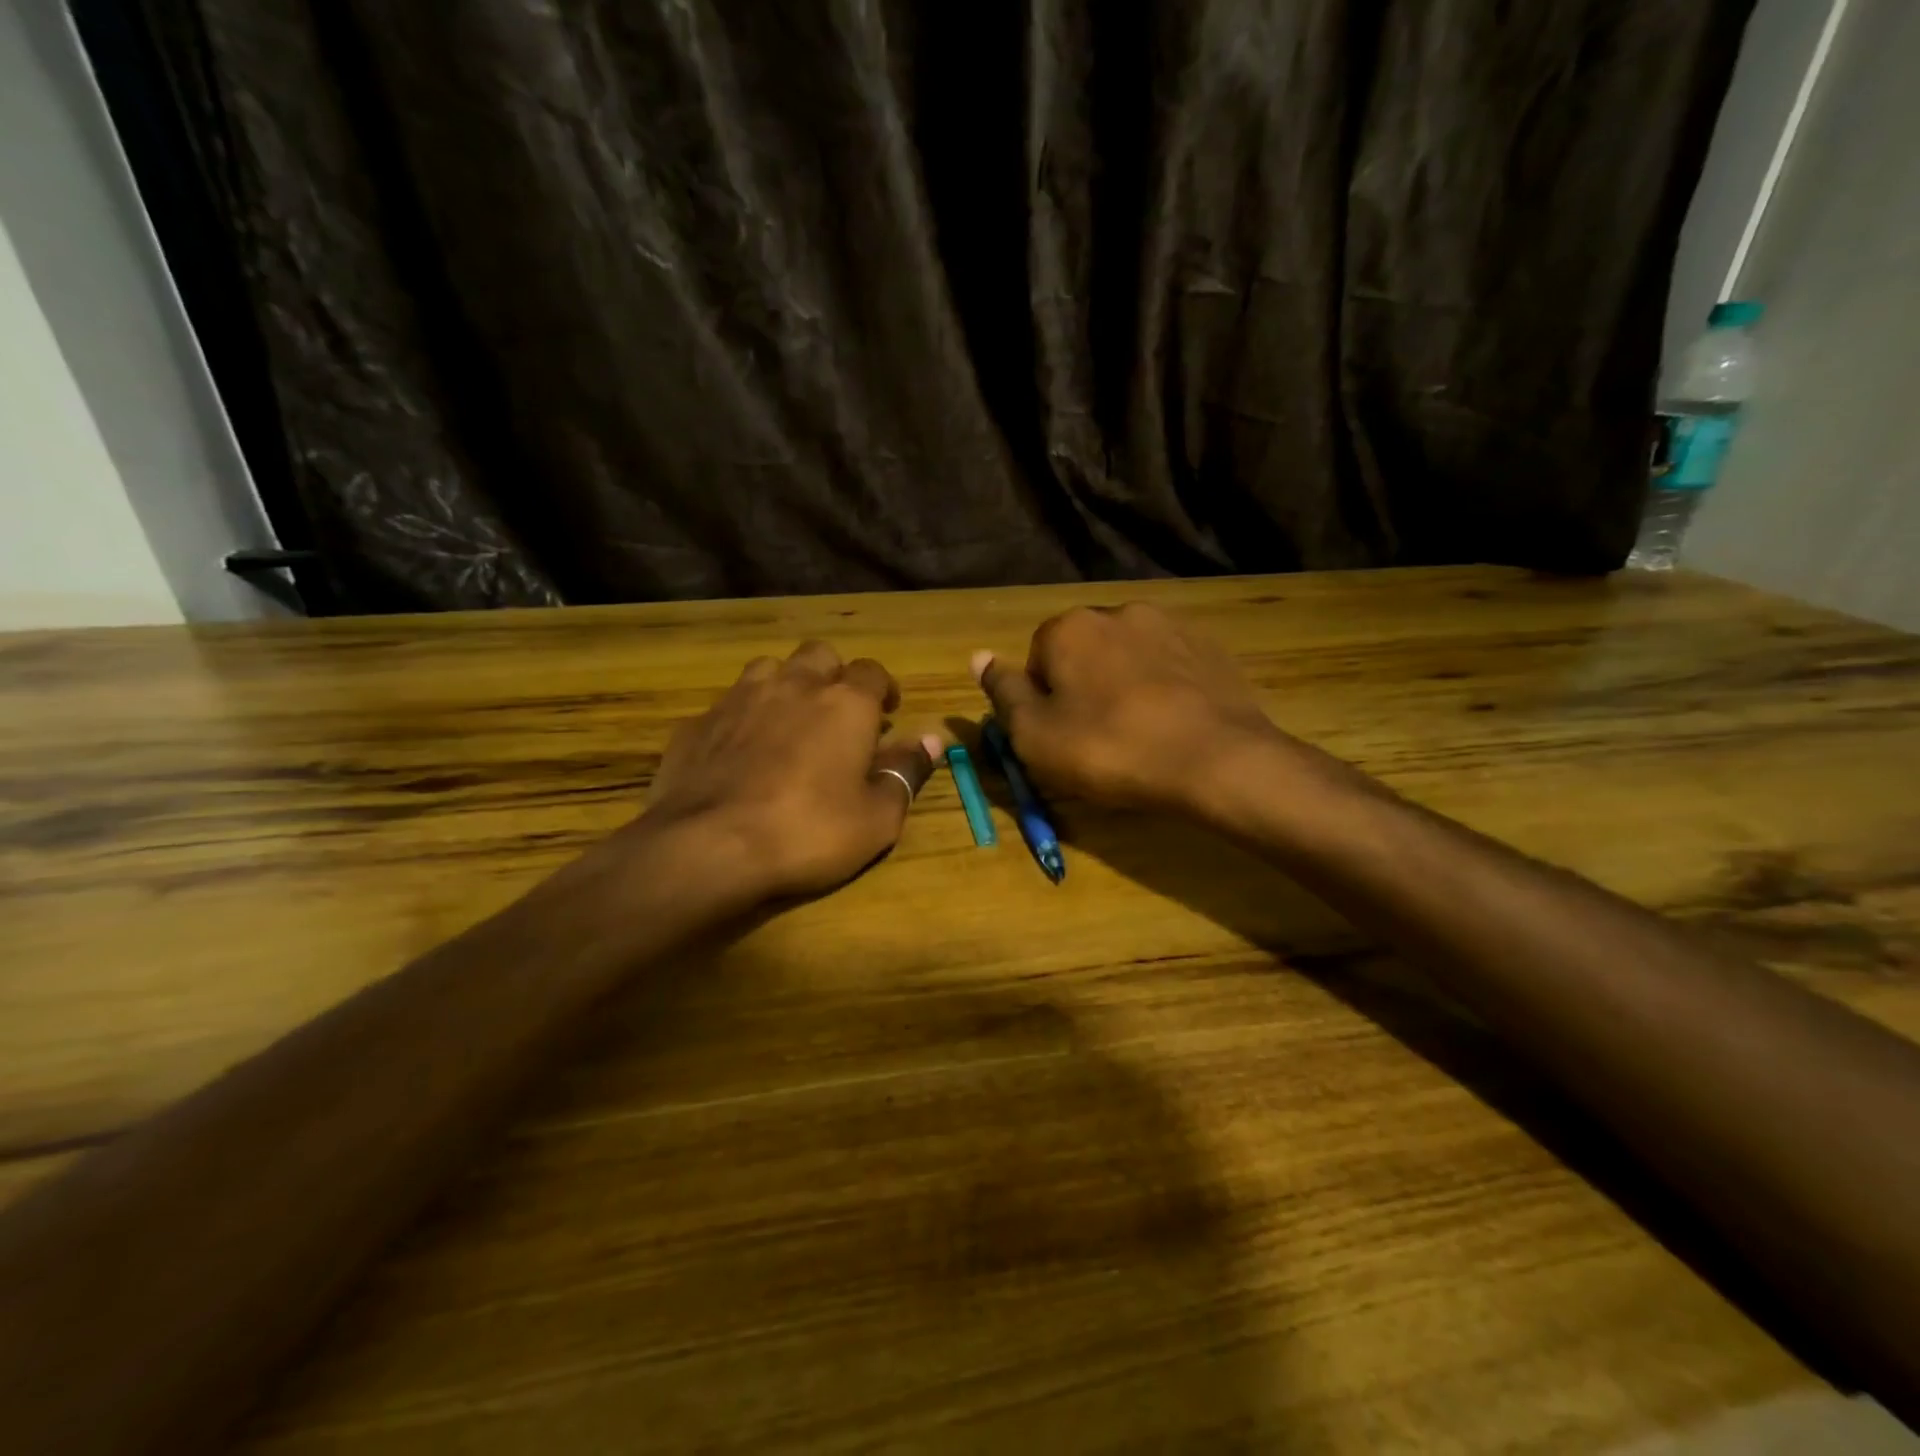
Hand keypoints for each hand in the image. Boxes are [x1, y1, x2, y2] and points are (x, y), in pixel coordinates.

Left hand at [636, 641, 934, 901]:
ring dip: (785, 685)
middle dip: (833, 675)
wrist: (709, 847)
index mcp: (844, 704)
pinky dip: (742, 718)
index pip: (872, 671)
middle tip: (838, 711)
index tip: (888, 712)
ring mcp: (739, 699)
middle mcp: (793, 686)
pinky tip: (739, 751)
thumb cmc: (808, 832)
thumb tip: (931, 739)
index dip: (883, 688)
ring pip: (768, 669)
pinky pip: (727, 705)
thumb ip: (905, 772)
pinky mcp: (697, 723)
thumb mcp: (877, 818)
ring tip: (788, 721)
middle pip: (819, 655)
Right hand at [975, 603, 1309, 818]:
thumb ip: (1003, 693)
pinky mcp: (1209, 647)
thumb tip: (978, 656)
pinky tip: (1172, 724)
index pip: (1037, 659)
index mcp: (1068, 628)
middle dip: (1084, 688)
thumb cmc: (1110, 750)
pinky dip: (1163, 688)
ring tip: (1139, 733)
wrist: (1216, 759)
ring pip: (1127, 657)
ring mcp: (1169, 625)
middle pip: (1083, 653)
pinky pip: (1169, 665)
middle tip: (1098, 739)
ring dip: (1124, 685)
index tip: (1061, 737)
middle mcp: (1117, 612)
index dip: (1043, 702)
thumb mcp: (1035, 735)